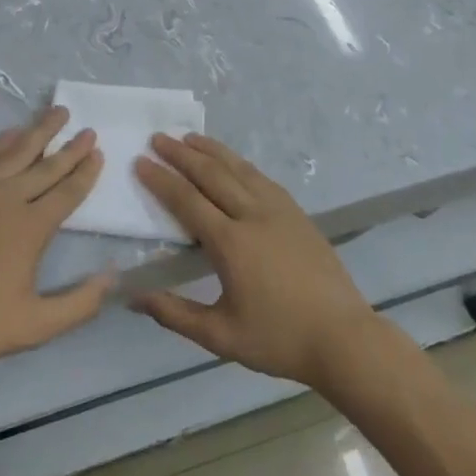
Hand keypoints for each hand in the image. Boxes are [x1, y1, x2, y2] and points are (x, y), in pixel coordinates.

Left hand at [0, 107, 110, 373]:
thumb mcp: (33, 327)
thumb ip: (78, 305)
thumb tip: (112, 277)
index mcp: (30, 227)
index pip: (67, 192)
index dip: (85, 173)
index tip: (99, 153)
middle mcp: (8, 198)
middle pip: (46, 165)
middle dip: (70, 147)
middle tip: (88, 130)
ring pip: (16, 151)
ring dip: (39, 131)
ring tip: (58, 113)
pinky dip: (3, 141)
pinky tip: (12, 133)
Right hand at [134, 135, 379, 390]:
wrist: (343, 337)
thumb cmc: (279, 339)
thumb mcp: (220, 336)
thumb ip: (174, 314)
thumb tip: (132, 298)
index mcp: (231, 243)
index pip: (187, 201)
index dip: (161, 180)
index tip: (140, 161)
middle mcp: (253, 215)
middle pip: (211, 174)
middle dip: (181, 154)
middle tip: (158, 137)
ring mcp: (279, 209)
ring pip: (238, 169)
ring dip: (211, 150)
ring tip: (189, 137)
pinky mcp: (296, 212)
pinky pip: (261, 177)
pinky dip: (239, 163)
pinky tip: (232, 161)